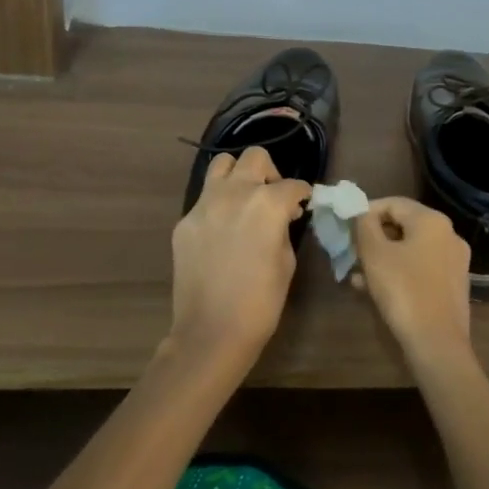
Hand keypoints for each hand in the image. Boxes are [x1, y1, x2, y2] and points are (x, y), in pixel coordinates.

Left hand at [168, 145, 309, 371]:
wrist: (212, 331)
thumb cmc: (261, 302)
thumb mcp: (286, 261)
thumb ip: (283, 228)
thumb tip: (282, 216)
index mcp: (267, 204)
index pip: (293, 185)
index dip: (302, 194)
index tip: (303, 204)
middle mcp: (234, 193)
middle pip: (255, 158)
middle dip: (270, 173)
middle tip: (274, 198)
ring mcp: (204, 204)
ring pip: (222, 164)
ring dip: (239, 176)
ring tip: (245, 201)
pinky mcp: (184, 221)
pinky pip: (205, 199)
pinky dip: (219, 204)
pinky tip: (223, 231)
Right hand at [352, 197, 472, 364]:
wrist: (437, 343)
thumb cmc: (403, 291)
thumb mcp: (374, 254)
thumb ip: (364, 226)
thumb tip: (361, 212)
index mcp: (432, 221)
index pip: (393, 203)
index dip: (366, 211)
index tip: (346, 228)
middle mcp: (449, 235)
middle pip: (403, 226)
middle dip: (374, 238)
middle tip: (350, 252)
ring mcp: (454, 262)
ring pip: (410, 250)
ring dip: (383, 258)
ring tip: (357, 275)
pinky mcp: (453, 285)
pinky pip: (420, 269)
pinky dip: (398, 272)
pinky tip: (375, 290)